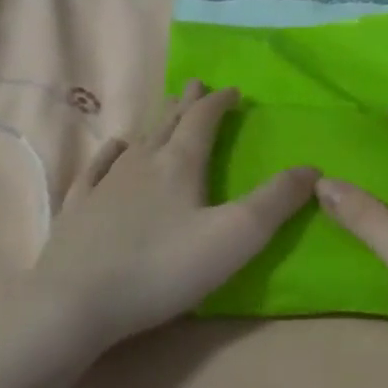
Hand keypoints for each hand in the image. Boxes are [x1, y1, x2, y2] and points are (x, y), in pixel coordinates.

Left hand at [27, 81, 317, 351]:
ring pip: (137, 142)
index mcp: (179, 164)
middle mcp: (142, 163)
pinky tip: (114, 148)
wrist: (75, 302)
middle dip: (187, 103)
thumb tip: (312, 168)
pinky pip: (98, 168)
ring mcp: (105, 184)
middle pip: (169, 122)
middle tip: (196, 85)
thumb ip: (276, 202)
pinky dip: (111, 153)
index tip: (232, 90)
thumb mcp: (235, 237)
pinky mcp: (79, 208)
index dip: (219, 102)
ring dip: (156, 123)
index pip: (203, 119)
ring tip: (165, 112)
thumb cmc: (163, 268)